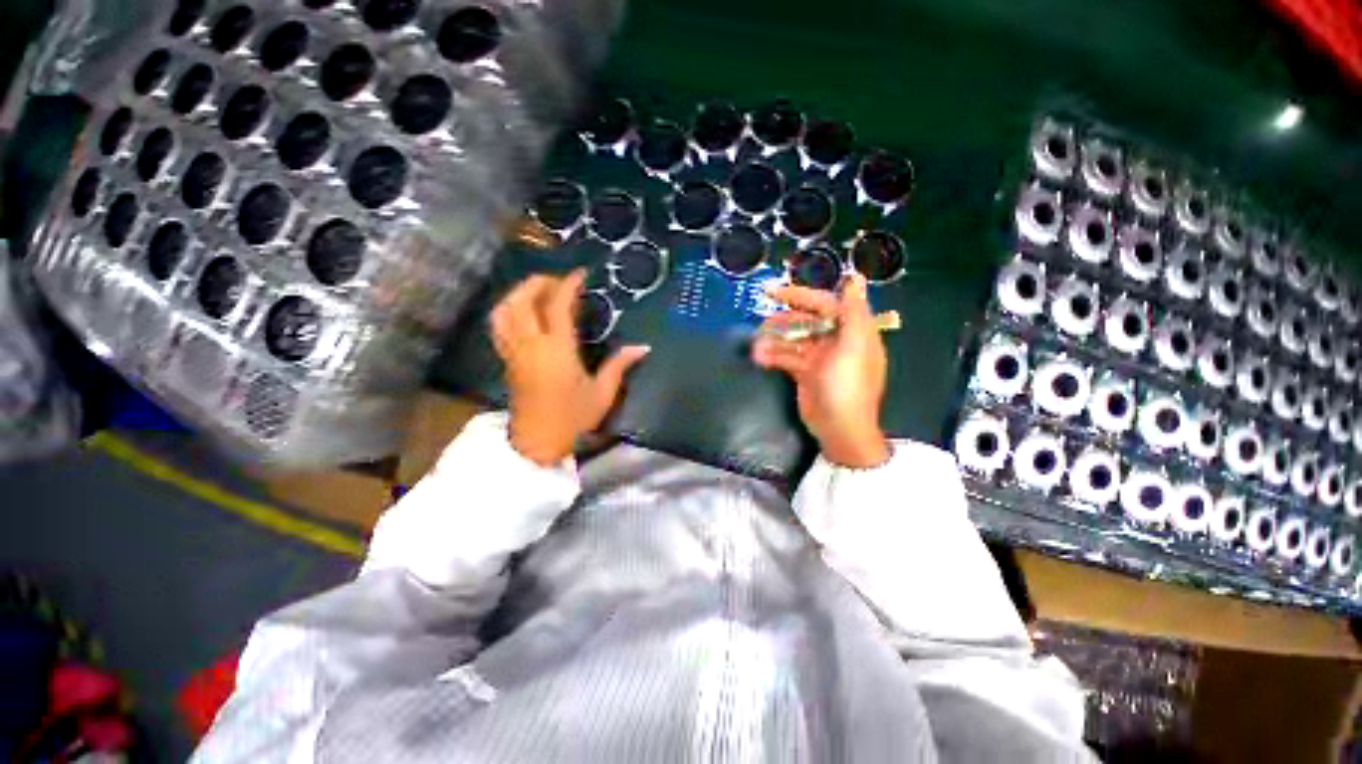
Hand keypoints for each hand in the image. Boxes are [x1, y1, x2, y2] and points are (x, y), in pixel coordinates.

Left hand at [491, 270, 649, 464]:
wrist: (538, 443)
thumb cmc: (573, 418)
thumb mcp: (602, 393)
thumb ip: (620, 366)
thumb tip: (643, 347)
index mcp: (557, 350)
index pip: (558, 306)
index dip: (568, 285)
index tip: (580, 274)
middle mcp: (531, 345)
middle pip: (522, 300)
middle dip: (538, 282)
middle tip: (558, 280)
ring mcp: (514, 352)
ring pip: (504, 311)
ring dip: (518, 293)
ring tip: (537, 291)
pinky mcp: (507, 360)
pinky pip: (499, 326)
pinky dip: (507, 310)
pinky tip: (522, 313)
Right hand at [752, 274, 889, 467]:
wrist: (839, 429)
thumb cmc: (847, 386)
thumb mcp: (852, 347)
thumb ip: (852, 311)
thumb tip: (855, 276)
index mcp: (852, 331)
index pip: (825, 304)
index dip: (800, 295)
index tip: (773, 292)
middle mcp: (837, 340)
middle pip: (806, 321)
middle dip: (783, 322)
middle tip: (761, 325)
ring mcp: (820, 357)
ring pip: (794, 339)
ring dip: (775, 341)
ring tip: (756, 347)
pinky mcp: (806, 372)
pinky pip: (788, 357)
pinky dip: (774, 356)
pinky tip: (760, 358)